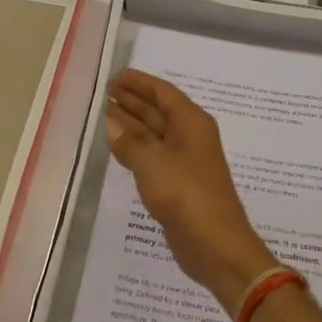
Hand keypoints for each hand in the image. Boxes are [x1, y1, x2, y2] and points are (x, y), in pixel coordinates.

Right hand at [105, 69, 277, 312]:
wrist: (215, 245)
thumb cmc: (186, 195)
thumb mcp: (152, 162)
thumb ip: (129, 141)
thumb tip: (111, 122)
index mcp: (191, 122)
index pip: (163, 93)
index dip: (140, 83)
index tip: (117, 76)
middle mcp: (190, 137)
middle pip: (159, 111)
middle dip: (133, 100)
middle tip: (106, 92)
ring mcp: (185, 161)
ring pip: (155, 134)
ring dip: (132, 123)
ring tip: (106, 114)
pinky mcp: (178, 184)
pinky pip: (153, 156)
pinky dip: (136, 147)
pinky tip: (119, 147)